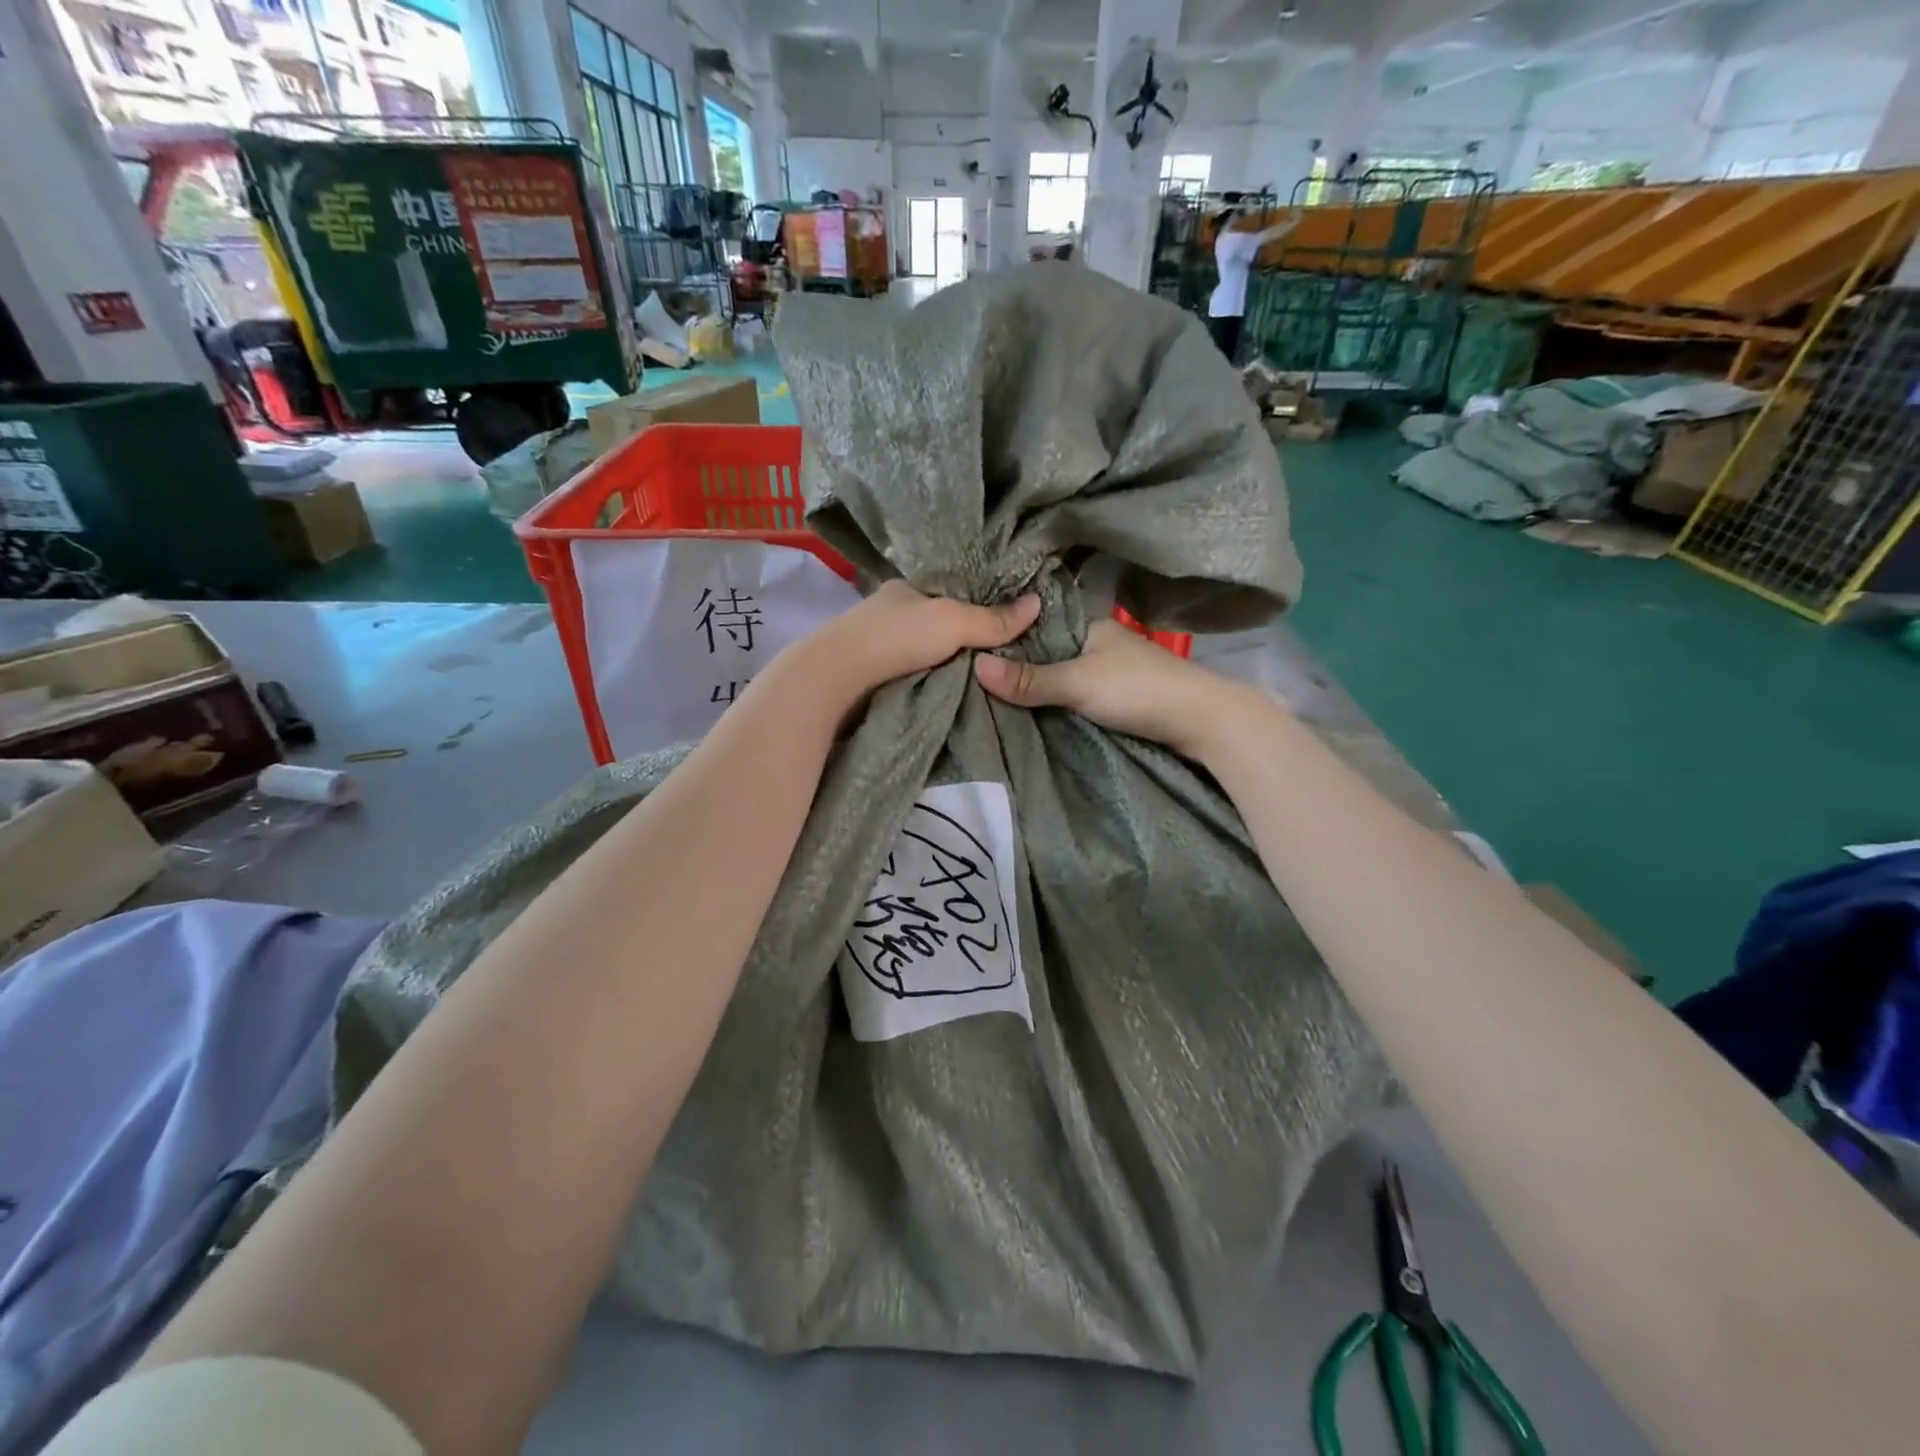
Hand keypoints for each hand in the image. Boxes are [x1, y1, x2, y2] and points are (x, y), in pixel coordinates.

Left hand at [790, 581, 1041, 709]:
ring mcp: (876, 644)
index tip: (1006, 625)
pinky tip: (946, 692)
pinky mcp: (868, 675)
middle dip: (963, 640)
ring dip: (944, 663)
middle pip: (937, 624)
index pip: (951, 593)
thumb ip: (992, 619)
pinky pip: (909, 674)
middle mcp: (890, 611)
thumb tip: (1037, 602)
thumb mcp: (953, 622)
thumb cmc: (895, 638)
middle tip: (1000, 658)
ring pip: (922, 651)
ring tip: (983, 679)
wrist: (835, 679)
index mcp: (906, 588)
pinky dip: (926, 680)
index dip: (978, 606)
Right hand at [974, 620, 1262, 760]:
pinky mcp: (1117, 696)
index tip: (969, 652)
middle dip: (1017, 667)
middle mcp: (1096, 642)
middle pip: (1046, 653)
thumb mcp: (1077, 682)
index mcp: (1087, 625)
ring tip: (991, 698)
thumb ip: (1029, 679)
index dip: (1005, 639)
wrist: (1201, 720)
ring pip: (1060, 676)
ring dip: (1036, 687)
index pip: (1035, 626)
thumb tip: (975, 665)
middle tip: (971, 679)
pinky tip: (1031, 712)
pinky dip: (1055, 702)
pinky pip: (1074, 694)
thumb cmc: (1137, 689)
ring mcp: (1108, 670)